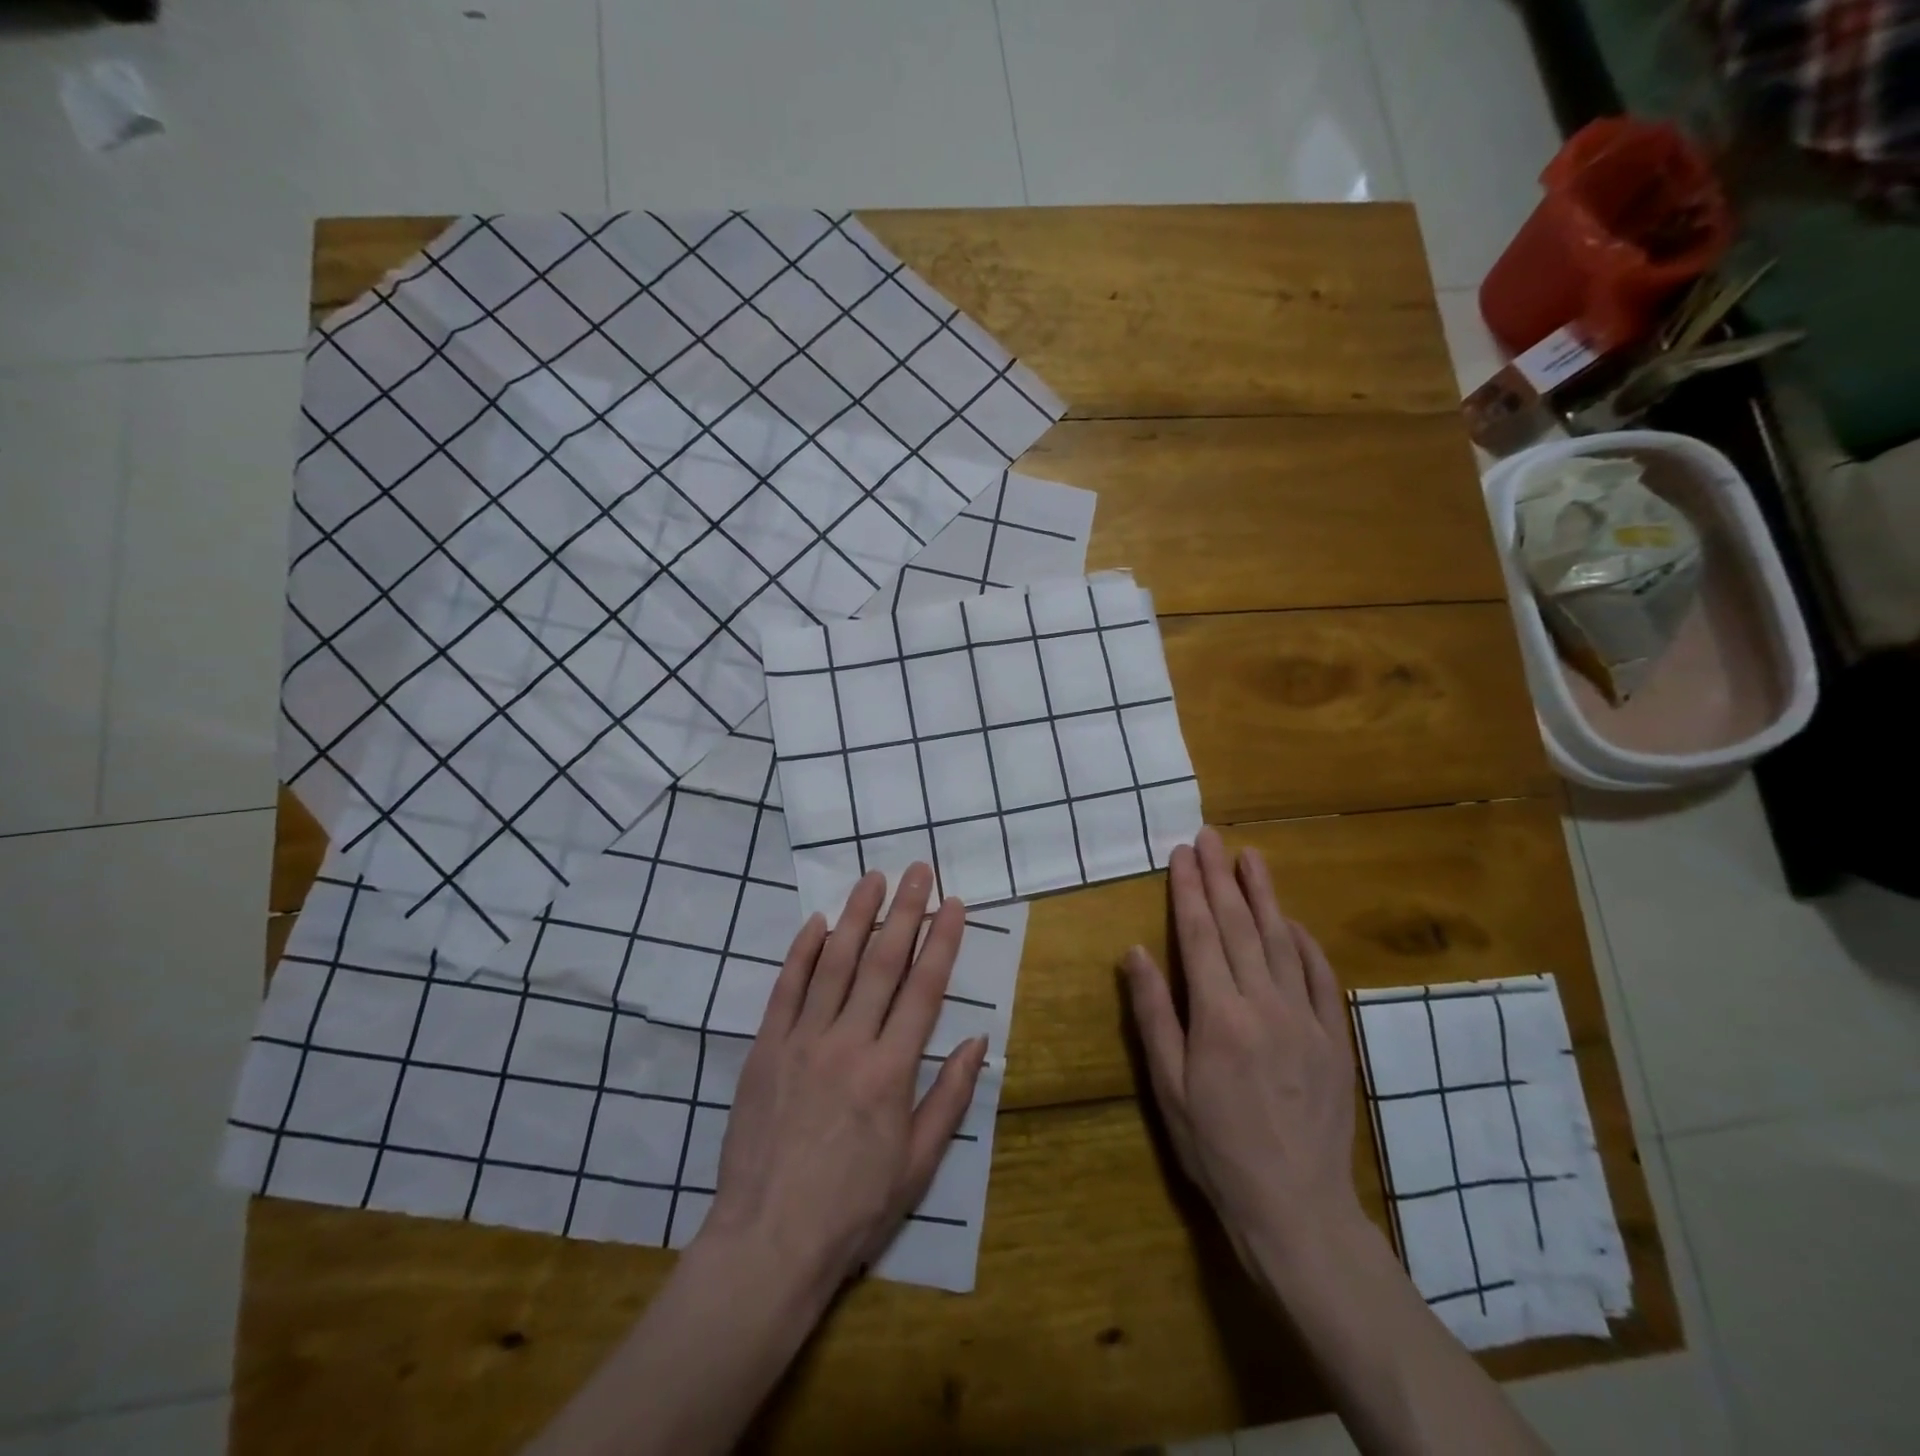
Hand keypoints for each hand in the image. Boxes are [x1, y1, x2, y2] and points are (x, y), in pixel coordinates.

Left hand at [700, 864, 987, 1291]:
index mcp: (891, 1071)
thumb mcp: (918, 1163)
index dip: (942, 941)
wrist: (768, 1242)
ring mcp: (802, 1041)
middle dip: (905, 911)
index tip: (954, 904)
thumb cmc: (853, 1207)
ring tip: (873, 879)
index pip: (924, 989)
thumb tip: (979, 1041)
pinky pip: (786, 989)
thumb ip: (949, 1096)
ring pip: (834, 963)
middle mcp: (849, 1043)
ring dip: (857, 916)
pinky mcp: (765, 1049)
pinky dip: (802, 952)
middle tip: (918, 870)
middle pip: (882, 962)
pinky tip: (817, 923)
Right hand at [1124, 827, 1363, 1278]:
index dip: (1189, 890)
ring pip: (1282, 941)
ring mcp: (1306, 1019)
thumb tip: (1135, 952)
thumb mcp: (1168, 1086)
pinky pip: (1321, 978)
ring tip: (1251, 859)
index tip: (1182, 854)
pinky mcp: (1334, 1039)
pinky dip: (1306, 944)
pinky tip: (1294, 923)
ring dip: (1265, 896)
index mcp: (1218, 1015)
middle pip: (1240, 926)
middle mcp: (1264, 1004)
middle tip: (1211, 838)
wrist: (1296, 1207)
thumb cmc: (1217, 1147)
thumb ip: (1153, 1013)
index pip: (1200, 935)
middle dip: (1221, 877)